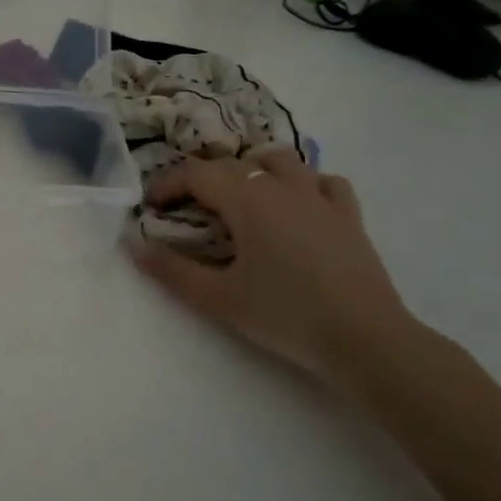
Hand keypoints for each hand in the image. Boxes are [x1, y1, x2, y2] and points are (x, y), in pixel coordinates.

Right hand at [129, 149, 412, 376]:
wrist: (366, 339)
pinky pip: (325, 182)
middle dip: (200, 181)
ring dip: (253, 170)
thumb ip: (172, 270)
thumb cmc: (285, 315)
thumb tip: (134, 248)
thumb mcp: (218, 298)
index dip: (167, 185)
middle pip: (232, 165)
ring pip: (281, 161)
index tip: (150, 208)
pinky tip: (298, 206)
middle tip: (184, 211)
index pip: (196, 174)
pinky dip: (304, 185)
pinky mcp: (349, 217)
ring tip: (240, 197)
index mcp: (248, 199)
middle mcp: (283, 186)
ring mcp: (321, 198)